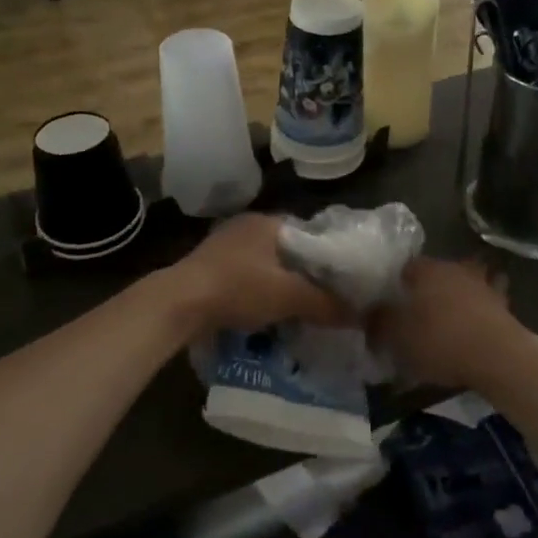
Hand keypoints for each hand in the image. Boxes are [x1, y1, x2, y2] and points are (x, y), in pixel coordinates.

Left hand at [164, 214, 350, 335]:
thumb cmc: (239, 288)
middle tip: (320, 299)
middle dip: (302, 273)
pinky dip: (256, 292)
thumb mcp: (289, 297)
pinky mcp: (208, 266)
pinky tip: (263, 313)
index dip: (326, 256)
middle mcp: (246, 225)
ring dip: (277, 284)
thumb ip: (325, 304)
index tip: (340, 281)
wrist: (179, 302)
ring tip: (296, 310)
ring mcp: (224, 244)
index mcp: (268, 221)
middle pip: (286, 249)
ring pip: (264, 264)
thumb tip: (358, 315)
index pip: (309, 233)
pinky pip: (244, 276)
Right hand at [369, 257, 518, 387]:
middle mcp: (454, 269)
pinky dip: (482, 310)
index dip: (396, 283)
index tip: (391, 302)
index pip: (405, 267)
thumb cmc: (439, 340)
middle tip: (419, 310)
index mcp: (425, 270)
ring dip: (461, 294)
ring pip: (467, 282)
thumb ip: (378, 324)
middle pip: (438, 272)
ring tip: (451, 316)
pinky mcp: (505, 306)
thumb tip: (367, 316)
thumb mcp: (396, 337)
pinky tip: (475, 326)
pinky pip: (488, 302)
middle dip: (430, 287)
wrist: (496, 356)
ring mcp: (483, 285)